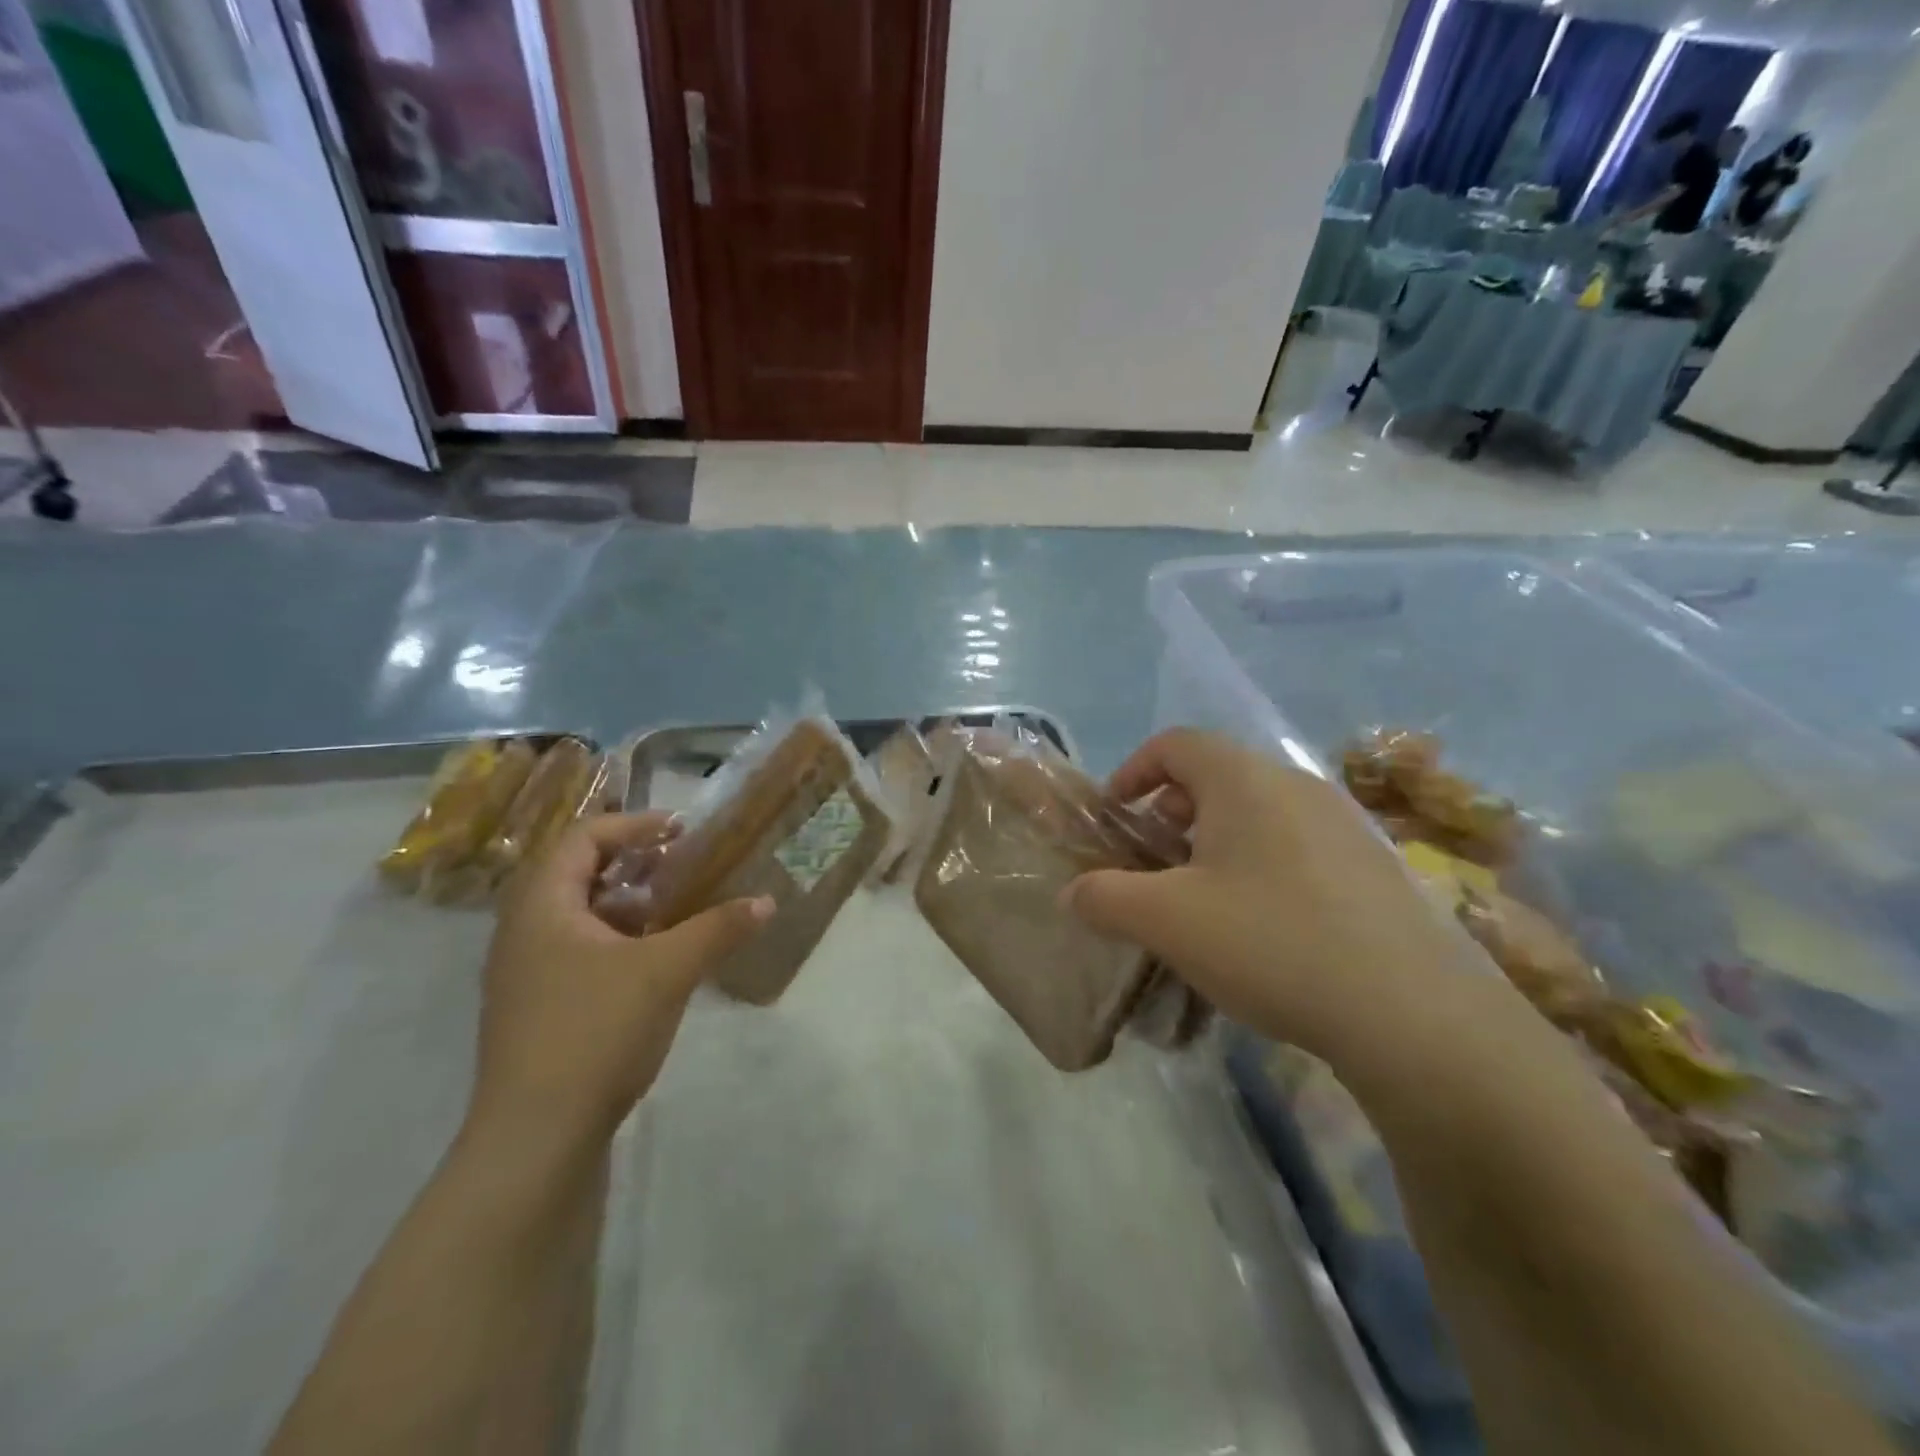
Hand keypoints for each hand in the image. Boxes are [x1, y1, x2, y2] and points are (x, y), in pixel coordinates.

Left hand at [470, 813, 771, 1144]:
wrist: (534, 1140)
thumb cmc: (594, 1032)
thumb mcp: (667, 971)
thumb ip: (718, 929)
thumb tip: (767, 901)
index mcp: (542, 906)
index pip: (583, 836)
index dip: (635, 824)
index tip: (683, 832)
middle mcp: (523, 931)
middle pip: (578, 872)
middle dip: (635, 864)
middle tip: (684, 869)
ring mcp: (525, 974)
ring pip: (580, 915)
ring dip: (630, 905)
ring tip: (678, 913)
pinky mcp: (538, 1009)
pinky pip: (579, 950)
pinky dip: (619, 941)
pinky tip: (657, 964)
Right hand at [1066, 730, 1490, 1073]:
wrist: (1413, 1015)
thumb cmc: (1271, 942)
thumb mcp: (1166, 922)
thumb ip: (1105, 898)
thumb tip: (1074, 893)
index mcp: (1245, 780)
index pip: (1176, 742)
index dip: (1134, 770)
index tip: (1115, 815)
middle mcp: (1297, 785)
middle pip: (1217, 775)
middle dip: (1172, 812)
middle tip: (1154, 864)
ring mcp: (1345, 824)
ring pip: (1260, 812)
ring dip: (1217, 841)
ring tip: (1204, 900)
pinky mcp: (1376, 866)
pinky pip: (1298, 845)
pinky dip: (1262, 865)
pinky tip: (1264, 928)